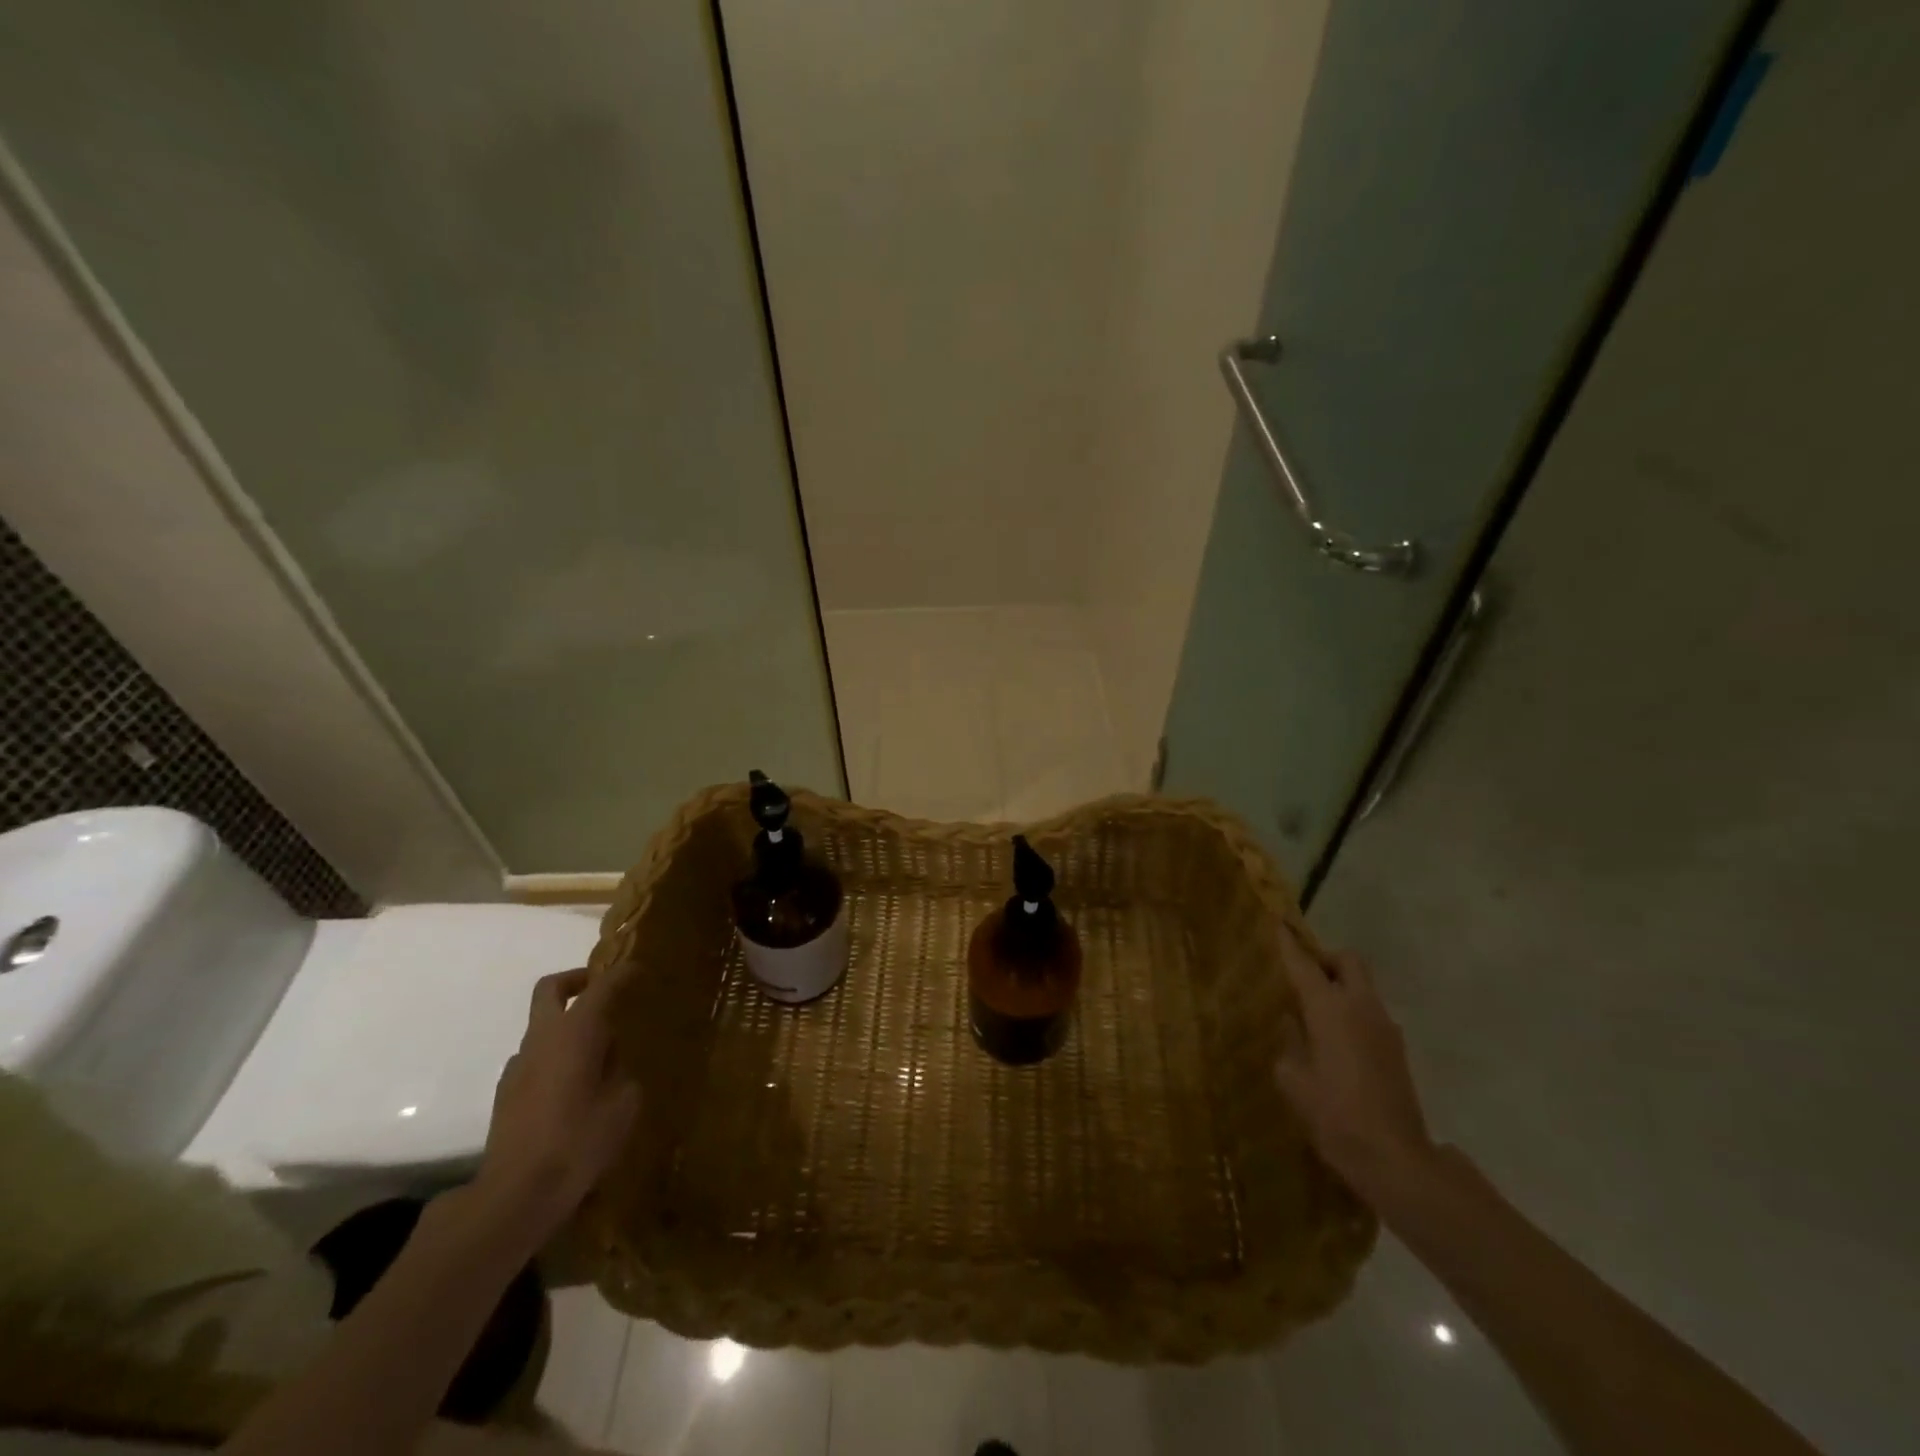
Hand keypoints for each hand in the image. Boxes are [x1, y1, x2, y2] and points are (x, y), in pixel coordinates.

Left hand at [477, 968, 640, 1239]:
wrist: (515, 1195)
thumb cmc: (578, 1141)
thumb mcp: (623, 1105)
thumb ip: (621, 1073)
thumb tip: (612, 1064)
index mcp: (575, 1033)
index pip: (601, 987)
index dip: (622, 974)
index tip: (638, 970)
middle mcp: (542, 1039)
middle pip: (551, 990)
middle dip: (576, 980)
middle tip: (602, 989)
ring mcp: (518, 1066)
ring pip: (542, 1027)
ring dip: (567, 1026)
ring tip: (597, 1053)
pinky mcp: (506, 1094)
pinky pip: (535, 1059)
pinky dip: (555, 1057)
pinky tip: (574, 1087)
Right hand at [1273, 928, 1435, 1203]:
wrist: (1395, 1159)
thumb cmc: (1334, 1115)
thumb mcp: (1293, 1078)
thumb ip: (1290, 1042)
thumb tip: (1292, 1025)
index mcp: (1330, 1008)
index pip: (1304, 963)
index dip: (1288, 943)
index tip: (1277, 923)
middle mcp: (1361, 1007)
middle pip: (1348, 961)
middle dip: (1325, 960)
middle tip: (1302, 976)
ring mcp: (1385, 1027)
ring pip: (1362, 988)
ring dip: (1341, 988)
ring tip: (1315, 1014)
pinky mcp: (1397, 1050)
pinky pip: (1370, 1014)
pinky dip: (1352, 1013)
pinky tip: (1335, 1043)